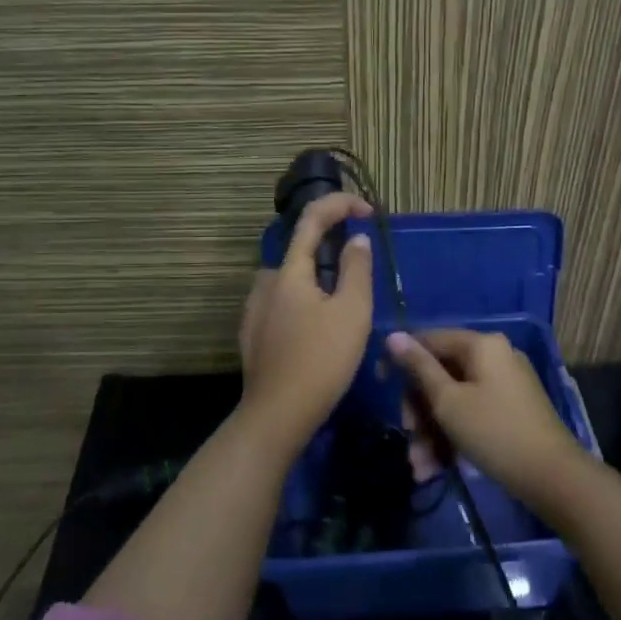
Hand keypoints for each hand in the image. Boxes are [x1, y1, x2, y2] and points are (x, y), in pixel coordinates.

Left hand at [239, 192, 373, 443]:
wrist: (277, 415)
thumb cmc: (321, 360)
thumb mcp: (352, 312)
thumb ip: (356, 269)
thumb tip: (355, 239)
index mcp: (289, 271)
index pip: (312, 218)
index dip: (340, 205)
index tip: (368, 211)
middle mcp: (266, 282)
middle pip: (301, 251)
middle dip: (331, 251)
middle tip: (361, 272)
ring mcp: (255, 309)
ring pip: (292, 281)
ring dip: (317, 282)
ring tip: (344, 308)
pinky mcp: (252, 334)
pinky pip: (282, 304)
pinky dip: (304, 304)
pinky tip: (317, 332)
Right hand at [385, 329, 581, 510]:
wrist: (552, 477)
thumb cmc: (494, 432)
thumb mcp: (448, 401)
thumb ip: (418, 368)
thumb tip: (393, 335)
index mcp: (481, 345)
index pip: (430, 340)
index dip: (401, 359)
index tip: (380, 383)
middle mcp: (494, 357)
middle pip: (440, 374)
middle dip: (419, 411)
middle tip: (409, 438)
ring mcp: (505, 384)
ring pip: (453, 400)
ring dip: (432, 432)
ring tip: (420, 468)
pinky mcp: (510, 410)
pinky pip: (471, 414)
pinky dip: (453, 437)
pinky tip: (437, 469)